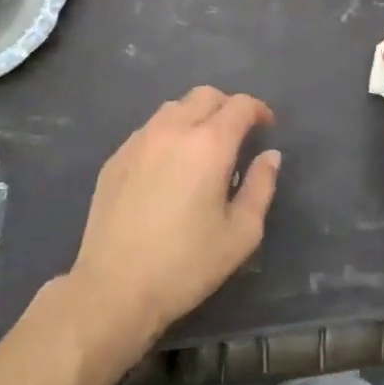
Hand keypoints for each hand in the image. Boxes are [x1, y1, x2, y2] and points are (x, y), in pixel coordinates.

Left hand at [67, 87, 280, 354]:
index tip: (266, 127)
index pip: (240, 105)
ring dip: (196, 116)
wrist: (113, 288)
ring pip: (174, 107)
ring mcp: (139, 141)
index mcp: (209, 144)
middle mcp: (172, 130)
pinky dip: (168, 134)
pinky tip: (169, 166)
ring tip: (203, 148)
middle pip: (205, 95)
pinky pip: (149, 129)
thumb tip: (270, 156)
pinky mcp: (116, 157)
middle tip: (237, 135)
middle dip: (228, 107)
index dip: (259, 110)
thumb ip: (261, 187)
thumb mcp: (241, 234)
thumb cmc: (186, 265)